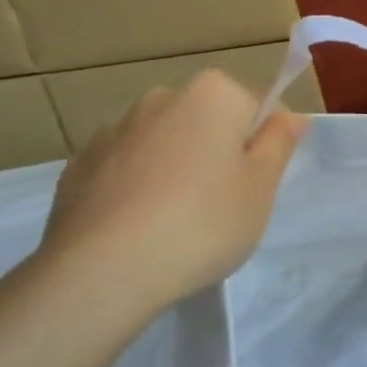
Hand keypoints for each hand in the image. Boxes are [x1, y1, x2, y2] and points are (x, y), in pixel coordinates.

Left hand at [37, 70, 303, 318]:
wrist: (101, 272)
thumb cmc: (203, 223)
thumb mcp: (262, 187)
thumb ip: (279, 142)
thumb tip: (288, 115)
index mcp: (213, 94)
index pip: (258, 106)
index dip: (264, 144)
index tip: (258, 183)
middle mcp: (162, 98)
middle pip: (208, 121)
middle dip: (218, 152)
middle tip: (224, 204)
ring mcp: (114, 130)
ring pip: (165, 143)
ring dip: (176, 167)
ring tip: (176, 222)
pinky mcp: (78, 166)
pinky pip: (125, 168)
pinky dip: (136, 187)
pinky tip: (138, 227)